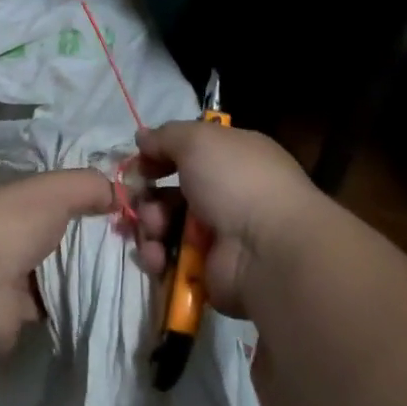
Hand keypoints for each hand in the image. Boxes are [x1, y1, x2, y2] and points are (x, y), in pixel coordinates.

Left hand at [0, 168, 114, 360]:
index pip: (55, 195)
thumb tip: (121, 193)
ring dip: (87, 271)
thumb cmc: (12, 226)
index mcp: (14, 201)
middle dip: (92, 237)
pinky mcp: (19, 313)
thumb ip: (88, 184)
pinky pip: (57, 303)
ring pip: (60, 270)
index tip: (124, 207)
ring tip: (129, 271)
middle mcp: (11, 235)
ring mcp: (12, 276)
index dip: (88, 198)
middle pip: (60, 233)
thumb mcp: (55, 190)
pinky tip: (108, 298)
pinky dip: (77, 302)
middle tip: (136, 242)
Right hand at [130, 121, 323, 318]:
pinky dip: (156, 257)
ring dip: (149, 225)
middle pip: (168, 192)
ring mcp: (215, 235)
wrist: (267, 249)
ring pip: (162, 226)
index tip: (139, 163)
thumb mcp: (199, 140)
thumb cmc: (236, 181)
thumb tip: (143, 137)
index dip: (158, 156)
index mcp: (231, 158)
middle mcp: (224, 194)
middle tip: (139, 199)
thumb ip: (166, 136)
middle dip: (146, 196)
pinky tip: (158, 256)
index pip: (187, 154)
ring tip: (156, 229)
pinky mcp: (203, 269)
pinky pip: (167, 260)